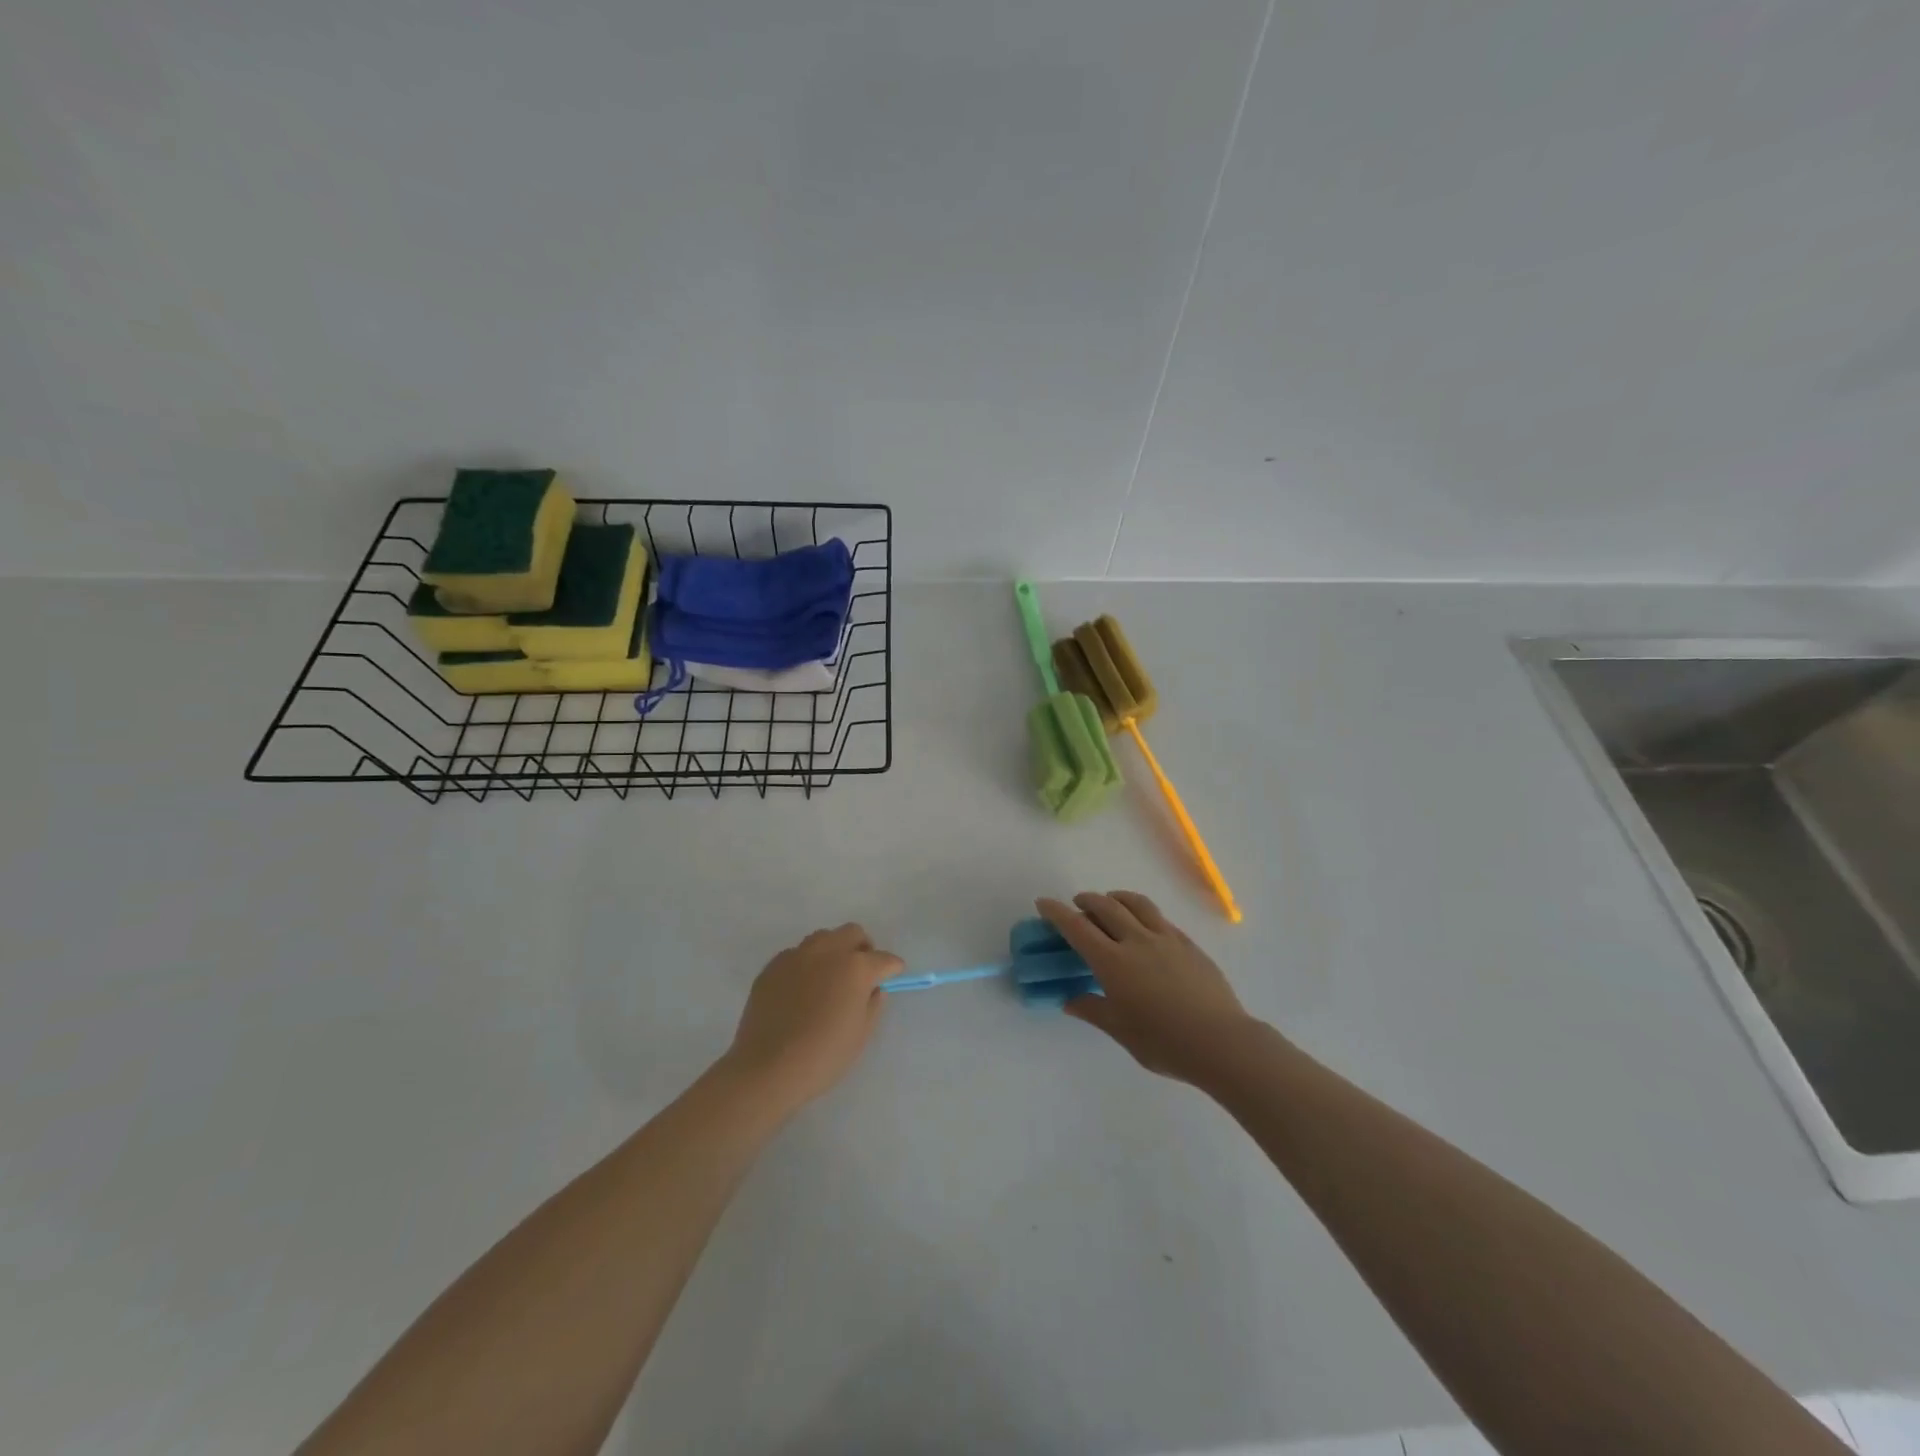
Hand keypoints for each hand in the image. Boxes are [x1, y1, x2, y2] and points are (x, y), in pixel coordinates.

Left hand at [722, 924, 902, 1111]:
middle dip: (863, 947)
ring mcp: (797, 956)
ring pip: (823, 938)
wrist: (766, 1068)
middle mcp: (827, 952)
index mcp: (855, 968)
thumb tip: (874, 989)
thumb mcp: (860, 1035)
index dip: (892, 967)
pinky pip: (796, 954)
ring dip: (834, 950)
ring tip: (830, 977)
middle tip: (862, 971)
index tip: (893, 975)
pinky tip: (802, 989)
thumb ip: (873, 1005)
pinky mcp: (772, 966)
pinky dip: (806, 964)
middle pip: (852, 933)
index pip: (884, 959)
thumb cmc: (822, 1056)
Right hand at [1038, 891, 1252, 1085]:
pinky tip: (1144, 926)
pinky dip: (1142, 913)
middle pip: (1106, 906)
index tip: (1043, 903)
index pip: (1077, 927)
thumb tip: (1069, 1000)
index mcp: (1113, 962)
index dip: (1057, 912)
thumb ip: (1093, 1009)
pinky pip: (1159, 918)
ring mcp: (1165, 938)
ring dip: (1116, 898)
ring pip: (1135, 903)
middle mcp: (1136, 941)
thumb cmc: (1164, 1043)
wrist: (1221, 1042)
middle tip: (1077, 905)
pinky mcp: (1188, 943)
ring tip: (1110, 903)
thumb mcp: (1121, 1031)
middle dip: (1086, 900)